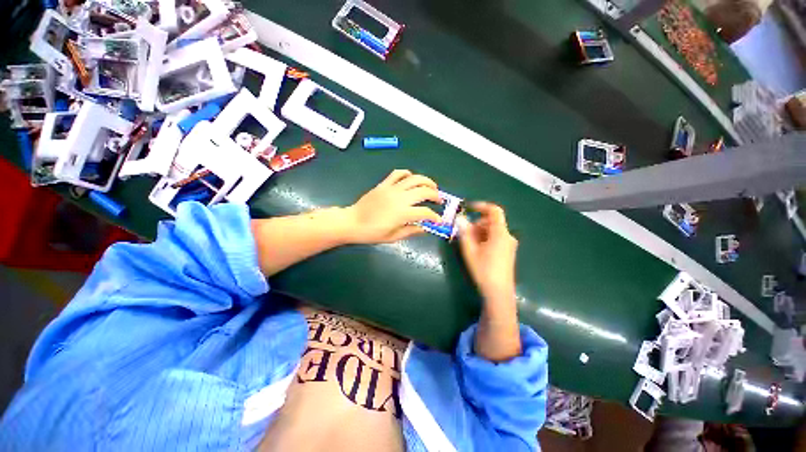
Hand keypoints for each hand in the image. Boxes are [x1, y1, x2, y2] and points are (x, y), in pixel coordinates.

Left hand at [345, 170, 441, 244]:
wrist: (352, 222)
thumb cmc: (371, 233)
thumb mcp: (392, 237)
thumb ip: (411, 231)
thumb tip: (425, 228)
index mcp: (403, 214)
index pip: (425, 212)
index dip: (435, 217)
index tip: (438, 220)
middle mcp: (400, 198)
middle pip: (424, 191)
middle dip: (435, 195)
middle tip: (439, 200)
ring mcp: (392, 189)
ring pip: (414, 178)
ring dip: (426, 181)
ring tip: (431, 186)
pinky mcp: (384, 184)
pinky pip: (398, 173)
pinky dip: (407, 173)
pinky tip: (411, 178)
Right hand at [458, 202, 517, 302]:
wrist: (499, 292)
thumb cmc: (484, 270)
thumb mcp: (470, 251)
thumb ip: (465, 232)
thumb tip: (459, 218)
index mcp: (500, 233)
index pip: (494, 211)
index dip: (481, 206)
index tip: (468, 208)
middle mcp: (507, 236)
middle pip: (492, 221)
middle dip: (477, 223)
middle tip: (465, 234)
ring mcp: (509, 244)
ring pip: (493, 230)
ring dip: (479, 232)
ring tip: (469, 244)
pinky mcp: (507, 251)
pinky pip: (495, 238)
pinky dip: (485, 238)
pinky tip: (477, 249)